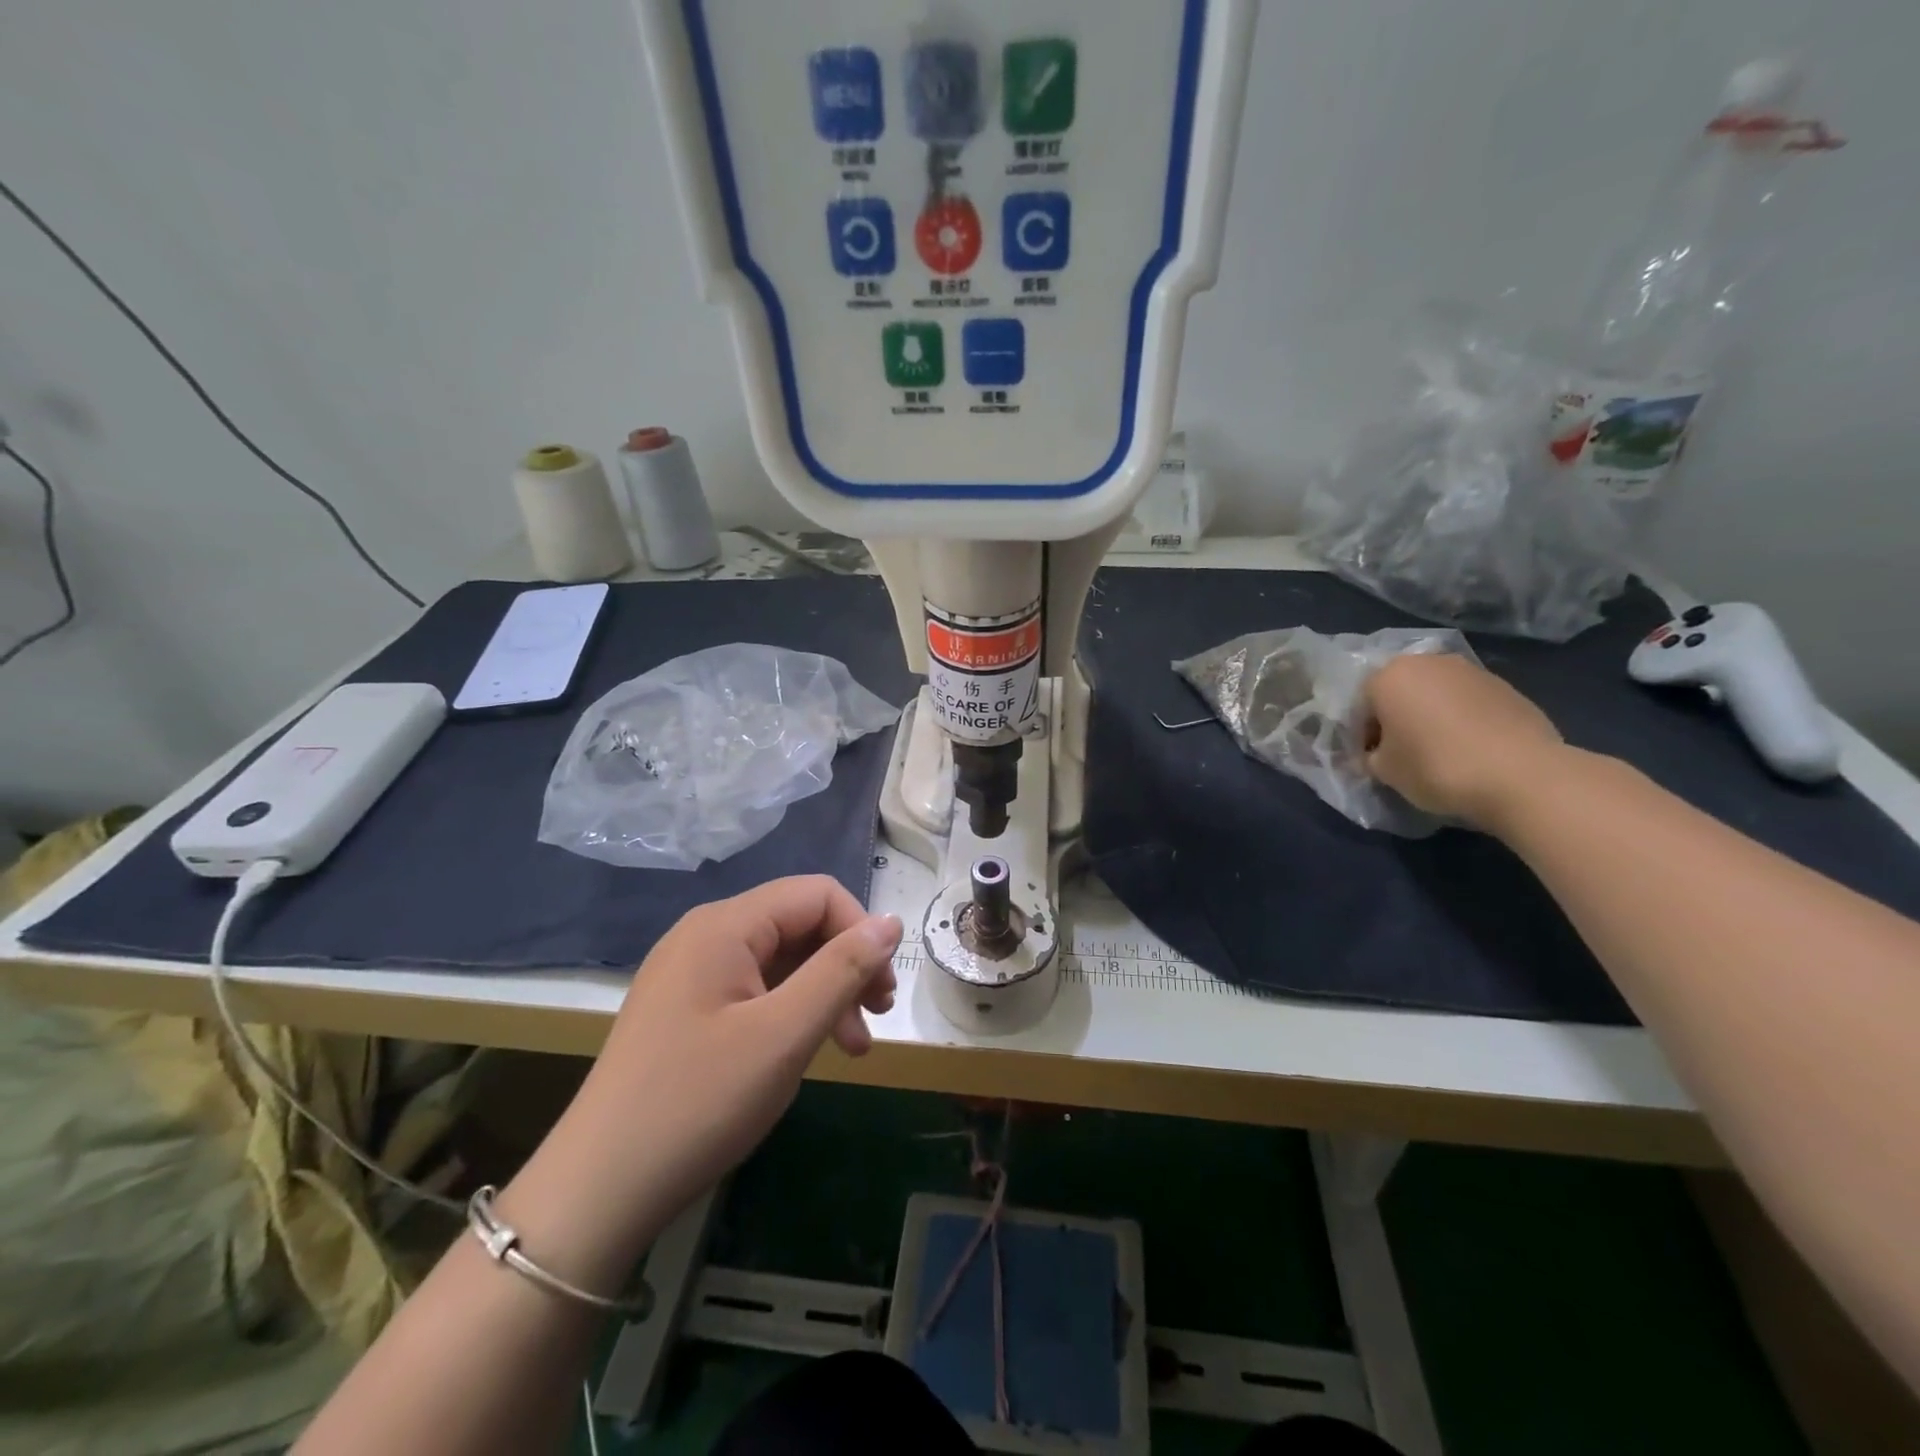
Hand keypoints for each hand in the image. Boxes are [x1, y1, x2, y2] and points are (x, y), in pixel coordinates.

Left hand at [505, 877, 900, 1276]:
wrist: (597, 1191)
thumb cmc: (698, 1103)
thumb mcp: (784, 1035)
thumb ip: (842, 970)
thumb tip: (891, 921)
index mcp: (724, 926)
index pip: (817, 894)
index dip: (860, 931)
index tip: (882, 989)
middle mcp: (705, 934)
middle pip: (799, 924)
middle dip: (846, 964)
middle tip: (877, 1016)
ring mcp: (691, 972)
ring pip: (781, 960)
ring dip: (824, 993)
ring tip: (853, 1046)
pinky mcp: (685, 1009)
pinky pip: (755, 989)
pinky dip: (791, 1012)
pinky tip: (807, 1051)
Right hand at [1364, 653, 1567, 830]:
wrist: (1522, 774)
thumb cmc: (1436, 766)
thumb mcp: (1385, 770)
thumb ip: (1371, 756)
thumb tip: (1376, 754)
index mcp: (1388, 676)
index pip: (1361, 704)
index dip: (1362, 734)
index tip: (1372, 759)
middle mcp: (1428, 662)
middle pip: (1399, 691)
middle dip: (1396, 717)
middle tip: (1401, 752)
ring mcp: (1471, 671)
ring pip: (1434, 694)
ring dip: (1429, 716)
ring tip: (1439, 751)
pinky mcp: (1506, 686)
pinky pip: (1467, 702)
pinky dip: (1461, 720)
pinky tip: (1469, 749)